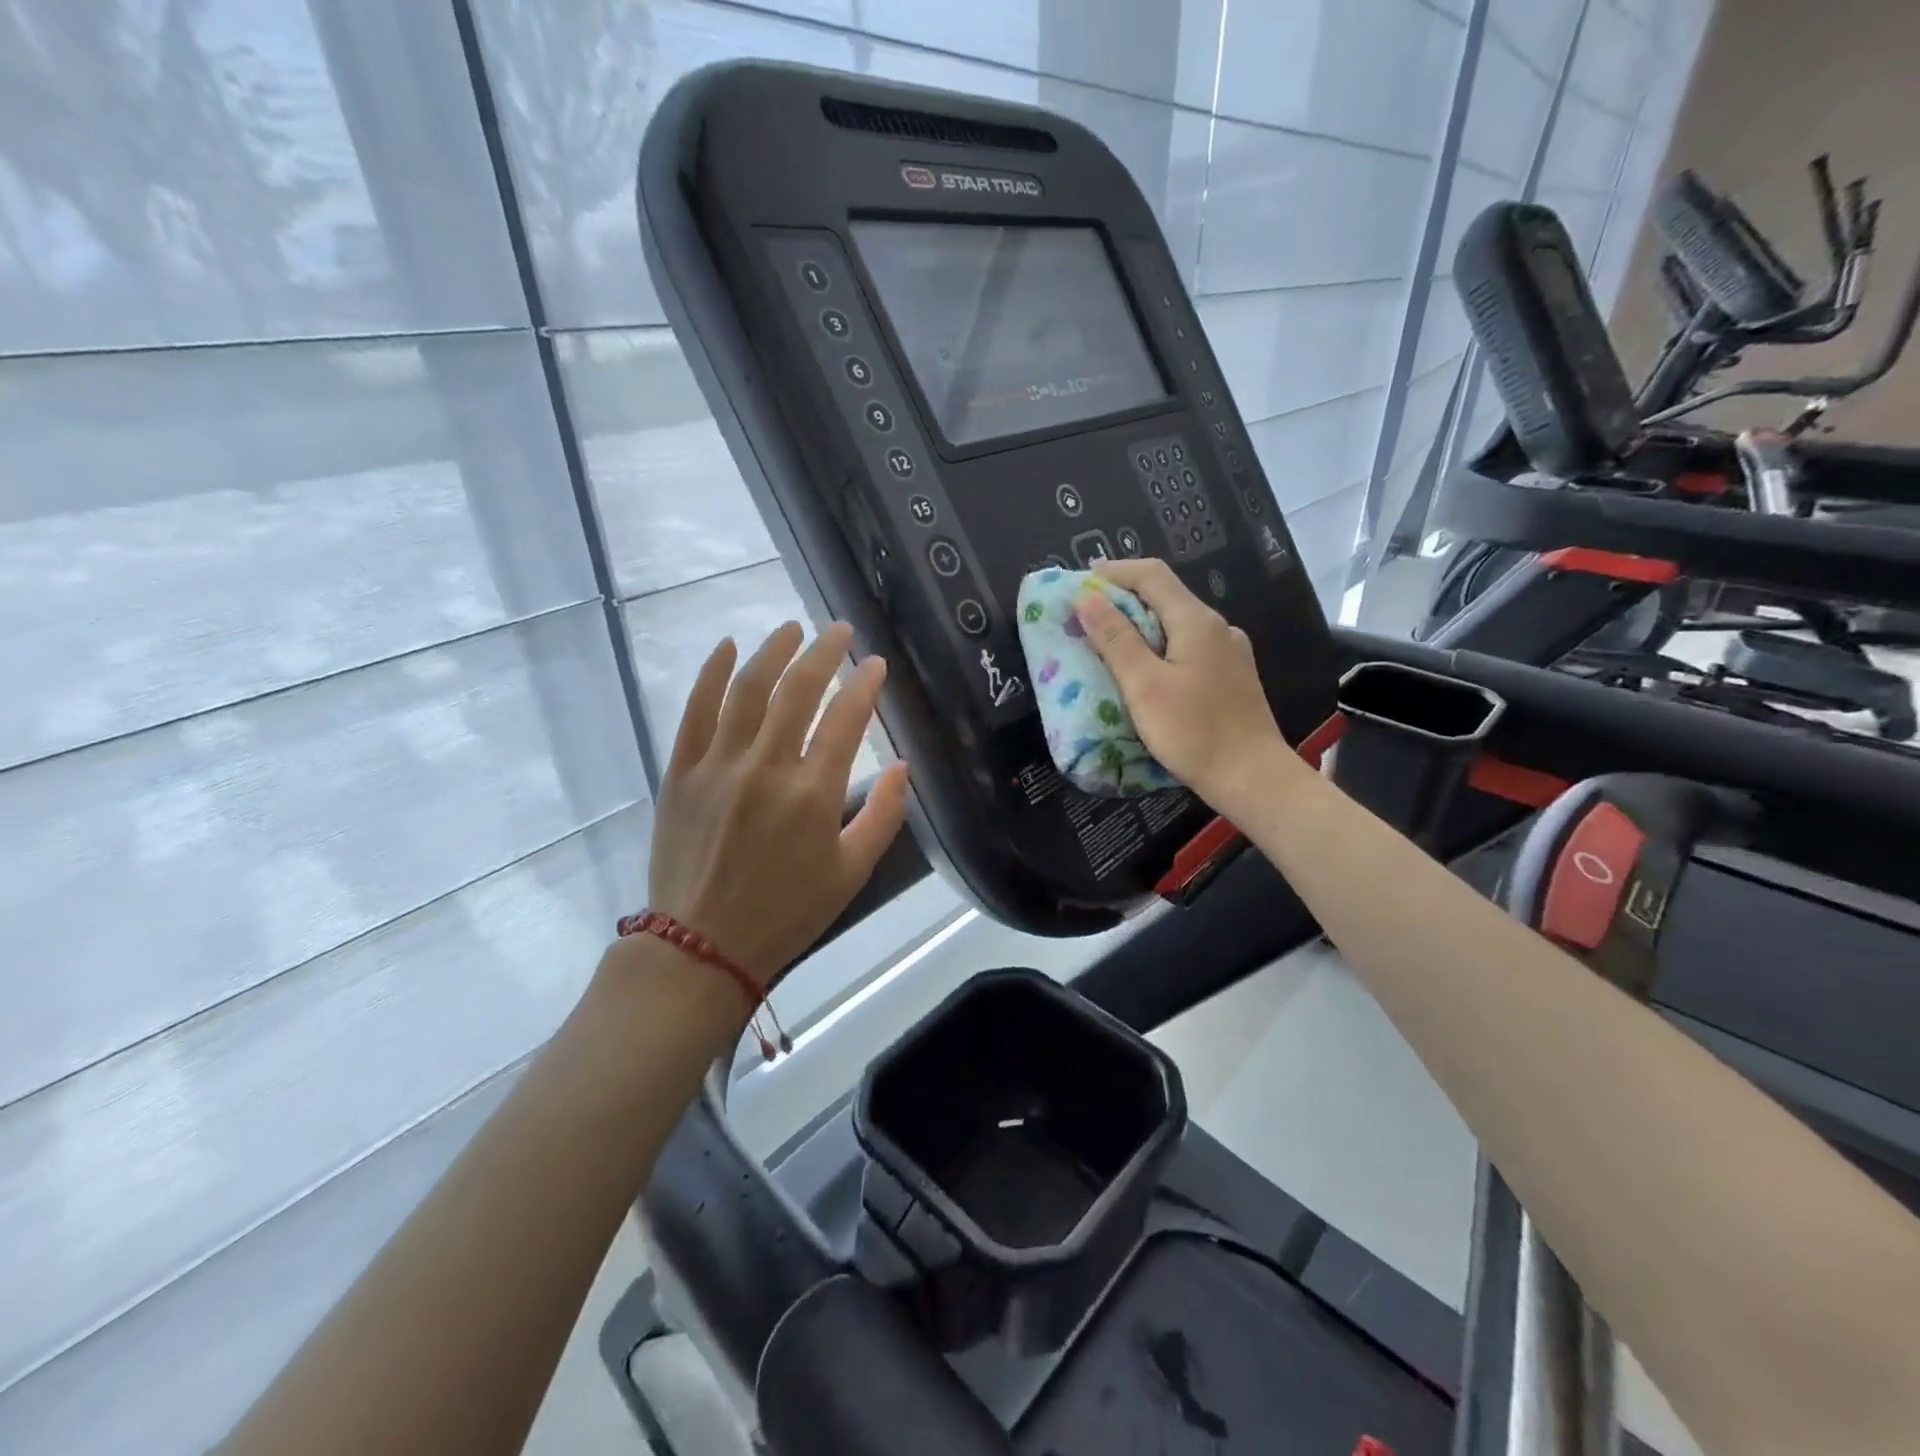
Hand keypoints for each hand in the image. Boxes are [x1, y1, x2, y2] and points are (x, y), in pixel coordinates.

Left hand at [644, 621, 908, 986]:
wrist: (702, 946)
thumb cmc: (786, 912)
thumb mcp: (852, 872)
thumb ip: (885, 816)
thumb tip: (904, 765)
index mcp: (814, 793)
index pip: (846, 718)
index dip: (864, 684)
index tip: (875, 664)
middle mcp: (767, 767)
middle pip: (798, 690)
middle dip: (824, 652)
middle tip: (838, 631)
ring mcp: (719, 765)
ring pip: (748, 689)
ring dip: (773, 651)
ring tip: (792, 629)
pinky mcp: (681, 771)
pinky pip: (695, 710)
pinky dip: (711, 674)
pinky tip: (727, 647)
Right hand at [1074, 558, 1298, 811]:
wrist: (1253, 778)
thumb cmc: (1194, 732)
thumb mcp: (1144, 686)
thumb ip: (1115, 639)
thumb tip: (1087, 598)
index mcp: (1196, 621)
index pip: (1152, 575)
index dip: (1114, 572)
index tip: (1080, 583)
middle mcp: (1217, 627)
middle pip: (1166, 596)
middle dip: (1124, 598)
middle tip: (1087, 615)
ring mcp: (1229, 652)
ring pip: (1177, 624)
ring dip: (1141, 625)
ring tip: (1109, 643)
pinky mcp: (1231, 677)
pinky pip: (1188, 647)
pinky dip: (1160, 647)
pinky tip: (1146, 671)